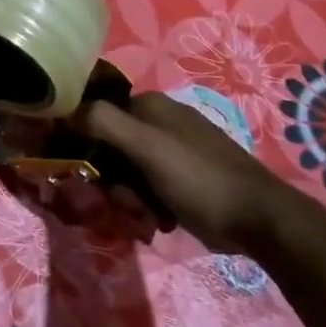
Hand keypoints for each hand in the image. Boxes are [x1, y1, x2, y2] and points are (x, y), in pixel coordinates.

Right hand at [83, 92, 298, 252]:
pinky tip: (161, 221)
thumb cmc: (199, 178)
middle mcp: (161, 121)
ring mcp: (175, 150)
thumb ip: (103, 122)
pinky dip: (150, 205)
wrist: (261, 220)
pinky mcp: (186, 178)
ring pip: (129, 172)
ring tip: (148, 217)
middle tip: (127, 202)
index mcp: (150, 105)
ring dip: (131, 198)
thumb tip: (64, 110)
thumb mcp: (146, 146)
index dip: (88, 145)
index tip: (91, 174)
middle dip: (114, 180)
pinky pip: (151, 187)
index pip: (98, 115)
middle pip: (112, 148)